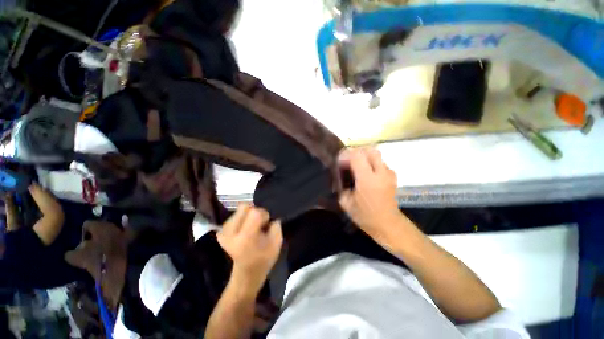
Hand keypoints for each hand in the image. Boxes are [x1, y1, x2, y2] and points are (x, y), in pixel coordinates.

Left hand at [217, 204, 282, 293]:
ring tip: (252, 227)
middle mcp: (230, 233)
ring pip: (240, 209)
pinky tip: (245, 229)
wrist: (246, 274)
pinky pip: (235, 215)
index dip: (264, 215)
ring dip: (249, 215)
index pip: (255, 212)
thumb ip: (275, 225)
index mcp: (246, 237)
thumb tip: (270, 216)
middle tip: (260, 224)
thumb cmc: (264, 259)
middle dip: (255, 212)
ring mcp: (223, 232)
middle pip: (245, 207)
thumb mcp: (277, 242)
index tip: (266, 224)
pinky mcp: (221, 231)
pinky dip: (243, 218)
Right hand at [339, 147, 405, 244]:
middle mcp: (380, 173)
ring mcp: (389, 173)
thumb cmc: (366, 216)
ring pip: (376, 154)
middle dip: (356, 152)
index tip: (339, 163)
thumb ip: (341, 186)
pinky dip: (370, 162)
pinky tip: (365, 173)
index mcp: (367, 180)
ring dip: (364, 157)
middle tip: (348, 161)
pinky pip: (380, 162)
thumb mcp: (346, 203)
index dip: (346, 155)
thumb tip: (339, 176)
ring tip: (356, 167)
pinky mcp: (392, 176)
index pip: (357, 155)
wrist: (388, 225)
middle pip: (369, 149)